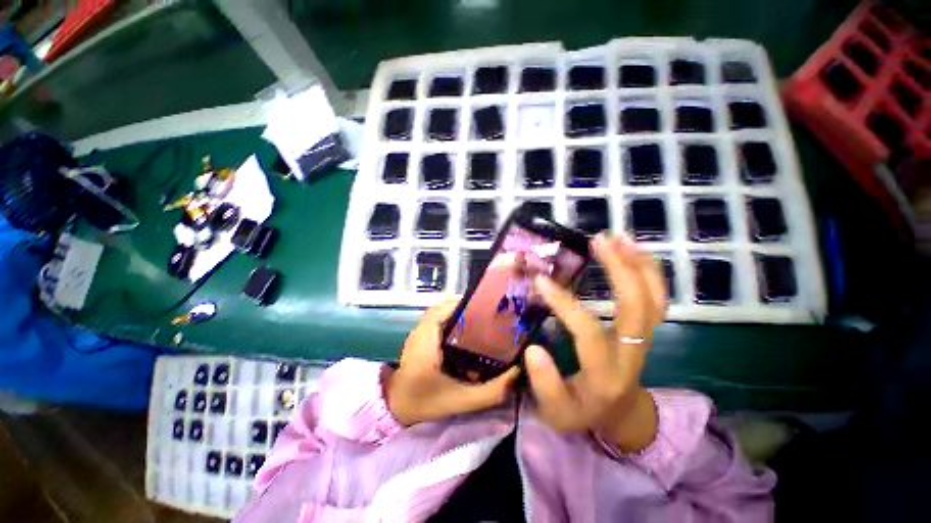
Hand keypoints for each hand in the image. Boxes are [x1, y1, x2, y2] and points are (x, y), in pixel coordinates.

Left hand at [385, 301, 520, 426]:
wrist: (396, 411)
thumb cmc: (425, 405)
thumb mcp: (462, 401)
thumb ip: (491, 391)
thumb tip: (517, 372)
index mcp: (424, 343)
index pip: (441, 311)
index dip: (461, 305)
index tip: (484, 307)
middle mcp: (418, 333)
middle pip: (442, 309)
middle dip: (464, 308)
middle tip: (486, 314)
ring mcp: (416, 335)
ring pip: (439, 314)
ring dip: (457, 313)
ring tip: (479, 320)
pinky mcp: (417, 339)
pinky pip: (436, 322)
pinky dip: (450, 321)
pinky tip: (465, 332)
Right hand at [524, 233, 665, 451]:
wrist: (619, 414)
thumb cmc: (583, 412)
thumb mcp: (557, 414)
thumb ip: (545, 385)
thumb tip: (533, 350)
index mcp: (607, 374)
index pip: (589, 333)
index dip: (565, 305)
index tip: (541, 280)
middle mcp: (633, 353)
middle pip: (638, 308)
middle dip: (620, 270)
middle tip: (599, 240)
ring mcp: (645, 340)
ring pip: (655, 299)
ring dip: (640, 265)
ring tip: (620, 237)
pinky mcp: (647, 331)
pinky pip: (658, 299)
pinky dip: (650, 272)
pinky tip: (635, 251)